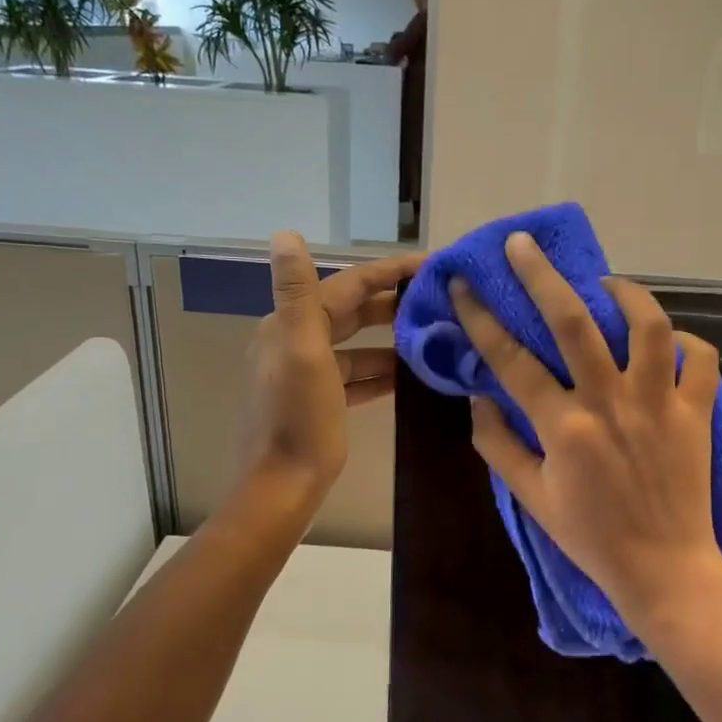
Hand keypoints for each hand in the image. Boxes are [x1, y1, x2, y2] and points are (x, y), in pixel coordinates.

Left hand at [238, 233, 423, 504]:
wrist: (281, 488)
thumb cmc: (298, 420)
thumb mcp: (302, 352)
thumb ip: (297, 292)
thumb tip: (285, 233)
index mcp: (290, 325)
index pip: (346, 285)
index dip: (387, 271)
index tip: (430, 264)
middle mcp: (295, 342)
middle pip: (352, 312)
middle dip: (393, 303)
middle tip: (439, 300)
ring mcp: (307, 374)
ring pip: (357, 346)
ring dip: (391, 339)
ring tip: (434, 336)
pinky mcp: (320, 402)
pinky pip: (356, 376)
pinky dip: (381, 372)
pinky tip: (410, 375)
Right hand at [451, 232, 721, 621]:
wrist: (664, 570)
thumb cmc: (591, 537)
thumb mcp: (531, 498)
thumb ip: (497, 446)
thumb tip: (478, 400)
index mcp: (563, 427)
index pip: (511, 359)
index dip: (481, 318)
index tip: (463, 286)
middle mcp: (610, 403)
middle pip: (574, 321)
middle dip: (542, 275)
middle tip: (522, 244)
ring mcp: (659, 404)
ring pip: (647, 325)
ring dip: (624, 292)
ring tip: (605, 283)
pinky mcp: (697, 412)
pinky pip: (701, 358)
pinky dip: (685, 340)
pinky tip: (665, 340)